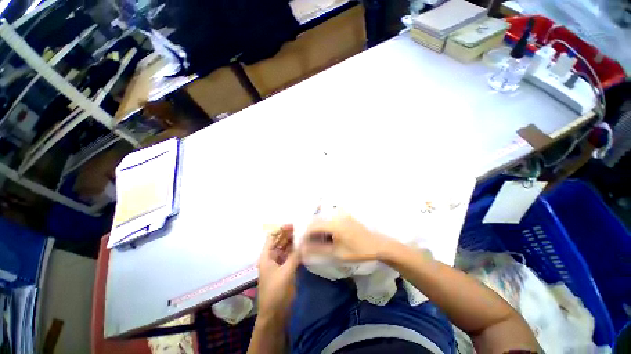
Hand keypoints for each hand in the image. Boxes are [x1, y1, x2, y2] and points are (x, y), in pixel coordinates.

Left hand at [257, 224, 299, 321]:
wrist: (275, 314)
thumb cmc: (276, 291)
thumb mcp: (286, 272)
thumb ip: (295, 255)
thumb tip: (304, 242)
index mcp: (267, 256)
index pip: (272, 237)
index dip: (280, 229)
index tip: (292, 225)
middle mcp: (272, 258)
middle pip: (279, 242)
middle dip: (289, 234)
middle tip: (301, 228)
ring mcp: (278, 264)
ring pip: (285, 249)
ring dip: (293, 242)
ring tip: (303, 235)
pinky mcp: (285, 270)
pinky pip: (290, 257)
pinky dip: (296, 251)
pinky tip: (303, 247)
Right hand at [301, 213, 394, 261]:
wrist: (378, 245)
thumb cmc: (358, 251)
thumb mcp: (338, 254)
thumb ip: (319, 250)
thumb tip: (303, 250)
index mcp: (334, 224)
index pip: (313, 226)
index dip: (305, 235)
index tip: (302, 244)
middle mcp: (336, 216)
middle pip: (317, 221)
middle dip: (310, 232)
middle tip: (308, 244)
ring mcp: (341, 215)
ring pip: (323, 220)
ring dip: (317, 229)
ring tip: (316, 241)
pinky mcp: (345, 217)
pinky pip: (330, 220)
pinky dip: (325, 227)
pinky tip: (326, 236)